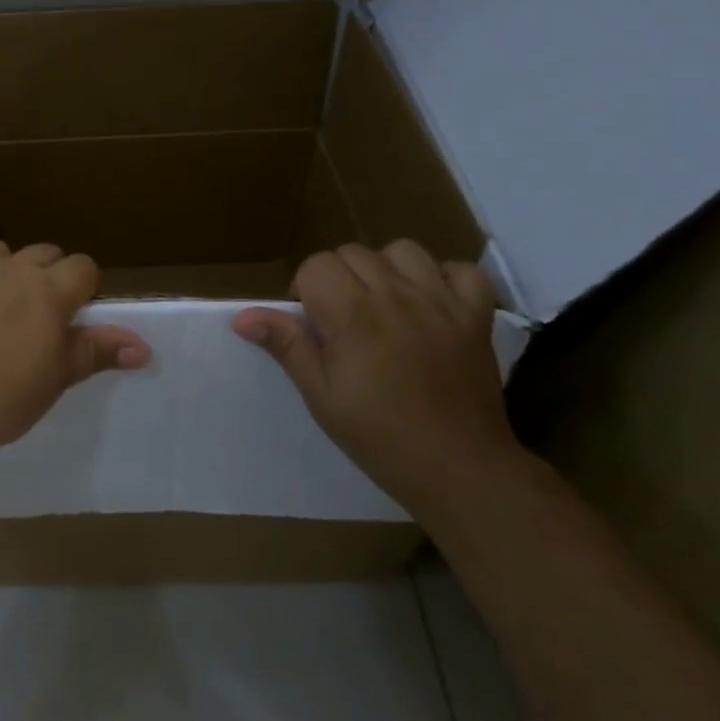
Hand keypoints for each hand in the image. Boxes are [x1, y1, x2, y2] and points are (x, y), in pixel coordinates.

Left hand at [0, 241, 151, 454]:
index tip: (71, 316)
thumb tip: (143, 346)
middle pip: (42, 253)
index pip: (83, 267)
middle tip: (33, 317)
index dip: (82, 288)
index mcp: (49, 291)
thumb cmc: (1, 400)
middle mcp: (11, 268)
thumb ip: (96, 352)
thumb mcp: (56, 379)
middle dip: (45, 276)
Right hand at [232, 240, 513, 511]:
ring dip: (385, 269)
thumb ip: (287, 345)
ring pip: (403, 250)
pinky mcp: (477, 316)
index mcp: (354, 315)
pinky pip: (463, 270)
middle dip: (339, 278)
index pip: (316, 265)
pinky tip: (432, 303)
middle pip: (353, 253)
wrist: (460, 470)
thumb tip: (242, 316)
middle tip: (342, 321)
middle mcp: (397, 296)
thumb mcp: (321, 396)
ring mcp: (442, 302)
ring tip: (383, 305)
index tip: (312, 326)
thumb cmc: (380, 437)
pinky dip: (444, 278)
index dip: (305, 290)